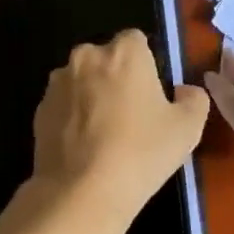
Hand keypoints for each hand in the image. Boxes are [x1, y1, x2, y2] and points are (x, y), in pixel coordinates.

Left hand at [29, 30, 209, 226]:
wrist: (81, 192)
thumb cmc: (141, 153)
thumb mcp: (188, 129)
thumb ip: (194, 99)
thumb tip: (183, 91)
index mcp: (124, 52)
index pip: (137, 41)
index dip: (146, 65)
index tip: (152, 94)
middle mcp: (86, 57)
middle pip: (106, 59)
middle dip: (116, 78)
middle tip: (131, 116)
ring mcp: (57, 83)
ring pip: (81, 81)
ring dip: (92, 97)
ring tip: (104, 135)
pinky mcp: (39, 110)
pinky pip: (64, 106)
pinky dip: (72, 118)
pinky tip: (84, 148)